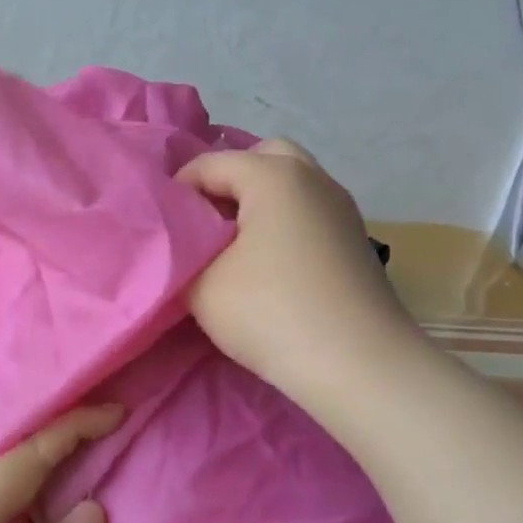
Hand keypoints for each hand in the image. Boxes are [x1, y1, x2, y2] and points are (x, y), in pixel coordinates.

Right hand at [177, 138, 411, 404]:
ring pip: (292, 183)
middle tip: (205, 219)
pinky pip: (309, 210)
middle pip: (262, 157)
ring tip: (233, 243)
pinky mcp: (355, 239)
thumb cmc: (272, 313)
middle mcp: (313, 178)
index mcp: (274, 176)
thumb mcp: (202, 285)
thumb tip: (187, 243)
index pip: (211, 163)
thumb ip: (183, 253)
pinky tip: (269, 262)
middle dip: (227, 180)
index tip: (163, 226)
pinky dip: (284, 220)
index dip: (179, 189)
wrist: (359, 365)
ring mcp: (341, 208)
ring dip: (259, 201)